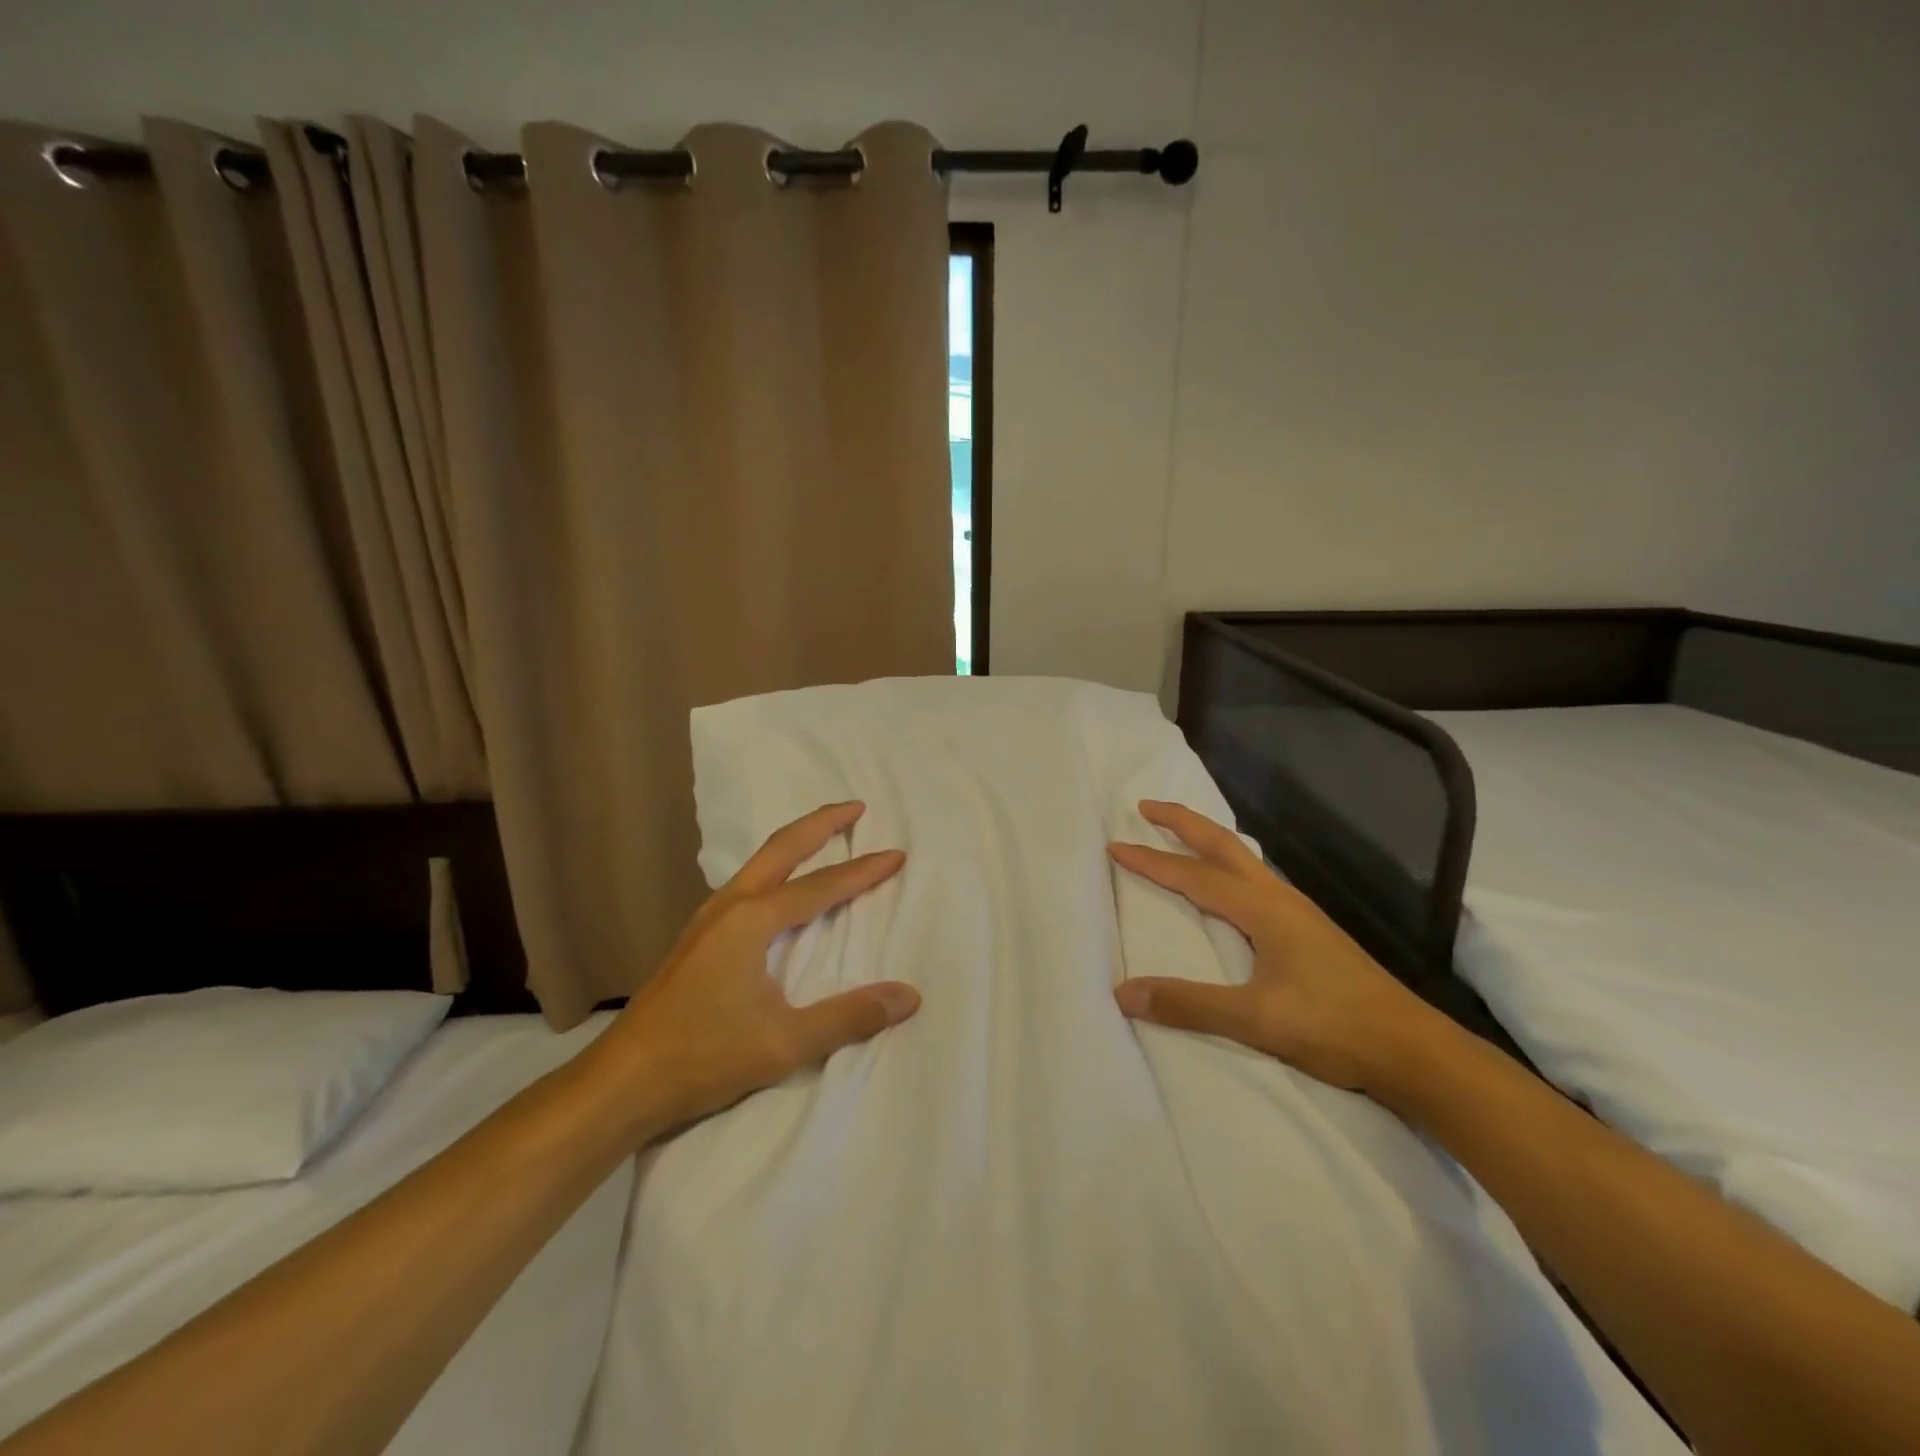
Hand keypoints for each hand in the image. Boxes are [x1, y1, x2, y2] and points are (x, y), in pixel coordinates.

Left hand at [589, 801, 918, 1134]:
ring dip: (795, 844)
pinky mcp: (695, 939)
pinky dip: (774, 869)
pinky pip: (746, 884)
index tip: (897, 854)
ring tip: (823, 837)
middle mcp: (729, 906)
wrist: (622, 1081)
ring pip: (759, 864)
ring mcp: (706, 920)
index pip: (821, 886)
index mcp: (752, 920)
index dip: (862, 871)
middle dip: (821, 824)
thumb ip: (849, 1016)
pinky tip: (778, 891)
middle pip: (782, 848)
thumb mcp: (785, 1042)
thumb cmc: (704, 1056)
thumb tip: (908, 996)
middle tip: (856, 807)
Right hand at [1109, 800, 1435, 1092]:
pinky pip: (1256, 879)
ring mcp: (1298, 912)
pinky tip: (1229, 886)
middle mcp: (1279, 898)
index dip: (1151, 860)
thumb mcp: (1256, 1020)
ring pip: (1244, 859)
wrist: (1413, 1049)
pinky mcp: (1308, 930)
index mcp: (1263, 909)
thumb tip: (1123, 993)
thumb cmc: (1335, 1027)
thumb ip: (1189, 1004)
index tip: (1115, 845)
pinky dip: (1228, 865)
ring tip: (1181, 837)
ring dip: (1207, 841)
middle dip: (1183, 822)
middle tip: (1146, 806)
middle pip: (1224, 845)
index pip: (1194, 875)